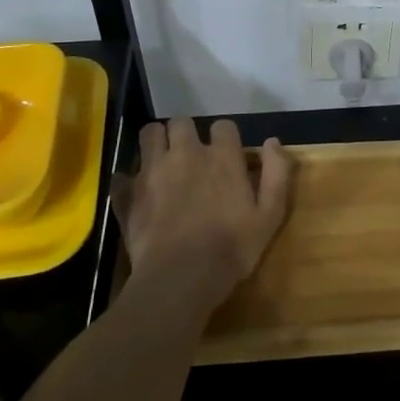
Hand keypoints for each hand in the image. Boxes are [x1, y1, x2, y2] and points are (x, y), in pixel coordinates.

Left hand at [124, 119, 289, 311]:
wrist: (180, 278)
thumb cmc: (232, 248)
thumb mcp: (270, 215)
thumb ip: (276, 174)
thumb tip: (272, 142)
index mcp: (221, 157)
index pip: (223, 126)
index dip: (226, 138)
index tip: (227, 156)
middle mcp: (185, 153)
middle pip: (181, 122)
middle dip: (186, 133)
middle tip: (191, 156)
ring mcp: (152, 171)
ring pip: (149, 134)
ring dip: (157, 143)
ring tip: (163, 163)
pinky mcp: (127, 193)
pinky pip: (122, 174)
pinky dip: (129, 180)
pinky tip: (138, 193)